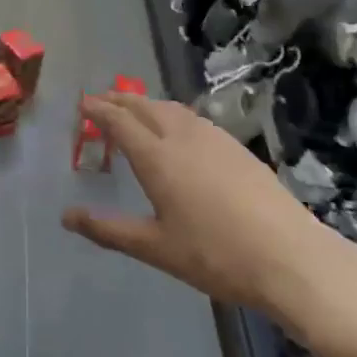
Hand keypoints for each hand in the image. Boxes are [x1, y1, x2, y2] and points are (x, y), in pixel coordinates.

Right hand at [63, 92, 356, 356]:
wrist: (290, 257)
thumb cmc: (215, 255)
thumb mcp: (155, 248)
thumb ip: (109, 229)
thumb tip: (66, 216)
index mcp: (157, 157)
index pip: (119, 121)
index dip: (98, 110)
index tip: (82, 103)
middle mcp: (181, 137)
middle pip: (144, 106)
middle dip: (119, 100)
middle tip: (101, 101)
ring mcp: (213, 138)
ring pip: (171, 108)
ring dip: (146, 103)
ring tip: (134, 109)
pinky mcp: (236, 147)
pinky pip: (192, 117)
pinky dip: (171, 113)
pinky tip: (177, 129)